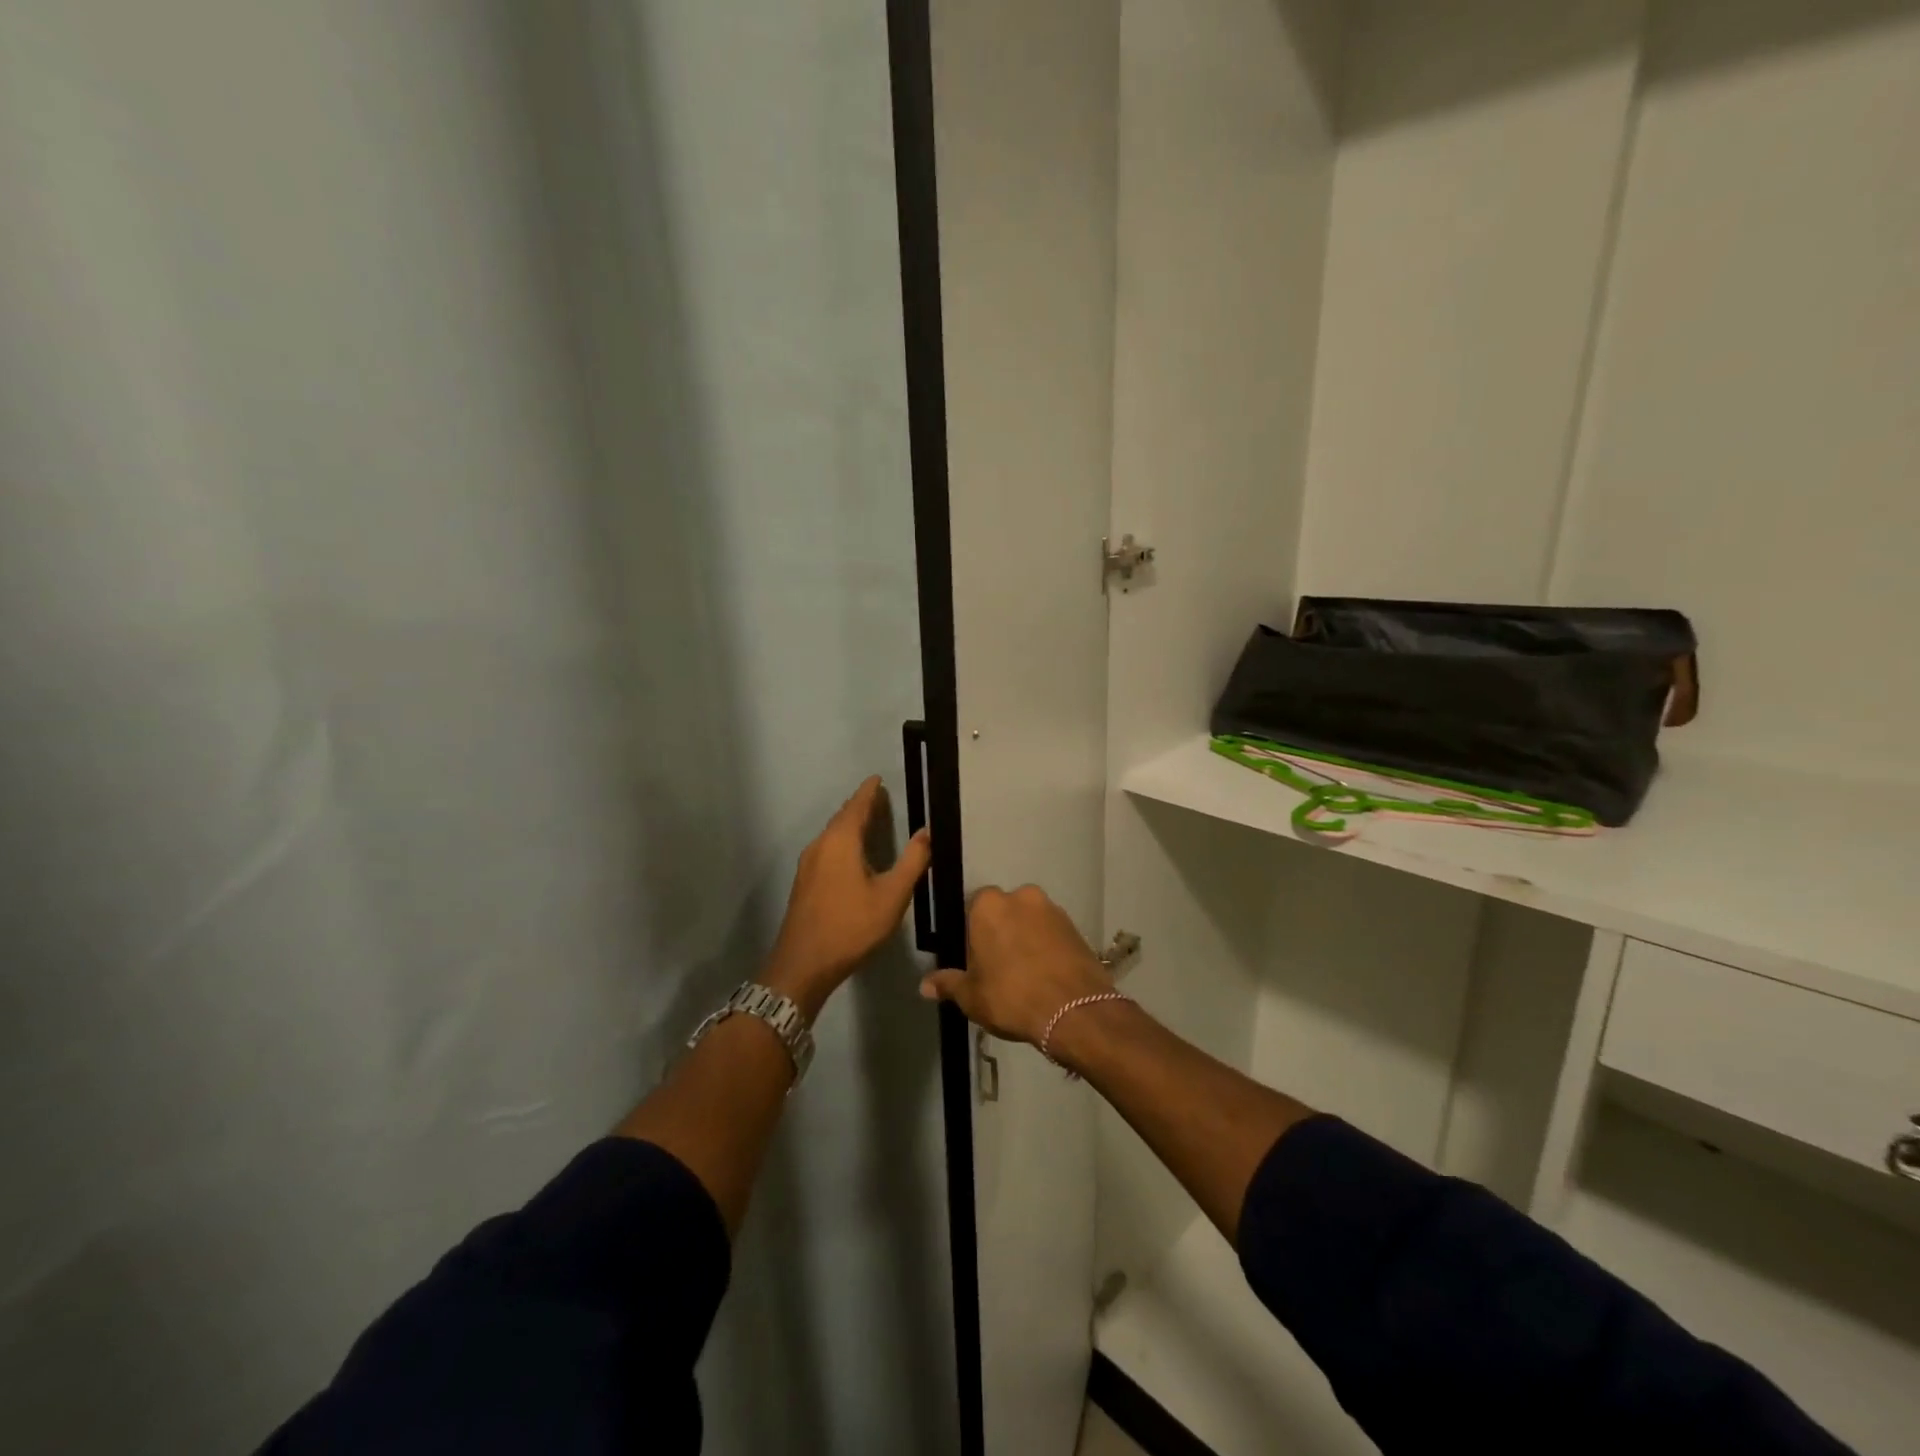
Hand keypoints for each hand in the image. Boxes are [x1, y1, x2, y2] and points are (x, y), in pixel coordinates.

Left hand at [762, 776, 931, 1020]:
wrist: (804, 964)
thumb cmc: (852, 926)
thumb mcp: (893, 895)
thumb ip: (912, 861)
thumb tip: (927, 831)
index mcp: (840, 841)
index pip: (857, 805)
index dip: (870, 791)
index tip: (879, 779)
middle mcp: (820, 845)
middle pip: (842, 817)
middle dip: (861, 806)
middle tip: (880, 798)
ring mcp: (808, 864)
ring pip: (832, 834)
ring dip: (851, 824)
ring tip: (870, 822)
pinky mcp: (804, 882)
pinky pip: (827, 849)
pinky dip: (842, 841)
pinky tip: (852, 854)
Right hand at [919, 885, 1110, 1045]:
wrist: (1074, 1010)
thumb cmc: (1011, 997)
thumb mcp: (971, 996)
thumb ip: (948, 984)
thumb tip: (925, 985)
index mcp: (988, 905)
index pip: (970, 911)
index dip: (970, 936)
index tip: (974, 961)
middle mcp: (1021, 896)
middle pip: (1002, 912)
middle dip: (999, 933)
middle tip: (998, 968)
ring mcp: (1052, 909)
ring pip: (1029, 921)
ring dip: (1025, 939)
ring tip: (1025, 975)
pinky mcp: (1075, 926)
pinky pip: (1051, 933)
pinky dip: (1046, 947)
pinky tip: (1045, 975)